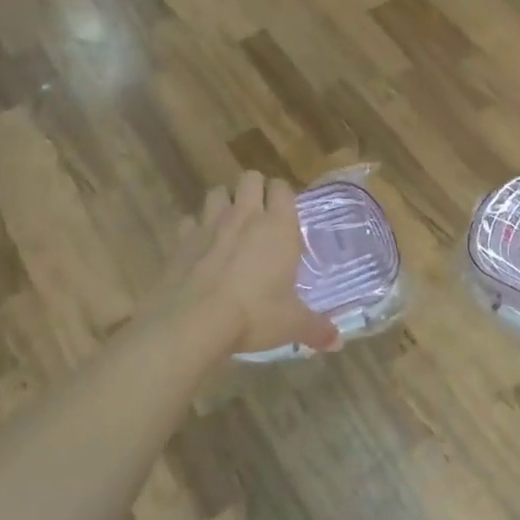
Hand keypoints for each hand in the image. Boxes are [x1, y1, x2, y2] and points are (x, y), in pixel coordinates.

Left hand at [153, 171, 339, 356]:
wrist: (194, 322)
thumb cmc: (254, 316)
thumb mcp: (291, 324)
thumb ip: (316, 328)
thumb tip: (337, 341)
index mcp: (278, 227)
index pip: (283, 188)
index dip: (284, 195)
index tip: (286, 212)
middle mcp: (245, 216)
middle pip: (250, 178)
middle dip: (255, 189)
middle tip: (260, 214)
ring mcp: (209, 224)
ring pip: (217, 192)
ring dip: (224, 202)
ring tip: (230, 223)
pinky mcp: (182, 240)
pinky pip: (189, 221)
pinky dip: (195, 229)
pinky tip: (200, 246)